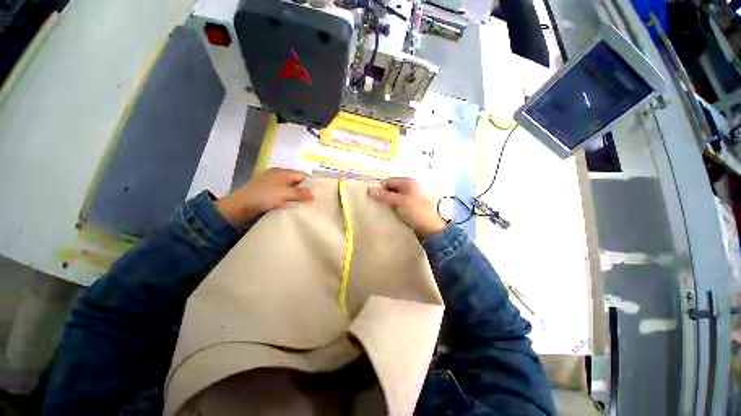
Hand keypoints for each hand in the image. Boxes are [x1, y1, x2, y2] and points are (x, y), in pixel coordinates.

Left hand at [216, 168, 312, 226]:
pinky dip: (291, 203)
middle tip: (316, 201)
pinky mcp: (270, 197)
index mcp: (281, 173)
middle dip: (306, 191)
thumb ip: (300, 193)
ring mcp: (274, 188)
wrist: (239, 209)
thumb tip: (314, 194)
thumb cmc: (262, 196)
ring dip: (299, 198)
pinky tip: (297, 209)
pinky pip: (285, 198)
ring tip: (309, 207)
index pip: (301, 175)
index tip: (320, 193)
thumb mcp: (283, 193)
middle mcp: (278, 178)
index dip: (311, 183)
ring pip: (292, 192)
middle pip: (297, 183)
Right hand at [368, 177, 446, 238]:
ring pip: (392, 197)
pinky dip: (391, 207)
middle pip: (390, 188)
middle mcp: (409, 188)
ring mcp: (409, 198)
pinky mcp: (408, 207)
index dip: (381, 188)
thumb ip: (384, 195)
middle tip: (376, 203)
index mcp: (408, 182)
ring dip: (387, 202)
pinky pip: (396, 204)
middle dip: (383, 195)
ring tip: (381, 209)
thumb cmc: (416, 212)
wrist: (429, 228)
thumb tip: (370, 189)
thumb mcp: (399, 202)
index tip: (373, 197)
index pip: (388, 181)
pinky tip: (387, 213)